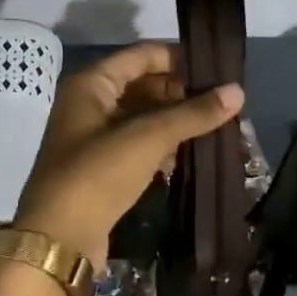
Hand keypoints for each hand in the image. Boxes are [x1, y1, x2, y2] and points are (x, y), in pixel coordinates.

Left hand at [15, 42, 243, 272]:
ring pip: (142, 117)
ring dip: (174, 122)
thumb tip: (238, 91)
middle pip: (143, 85)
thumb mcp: (149, 138)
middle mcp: (89, 104)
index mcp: (91, 84)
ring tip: (215, 127)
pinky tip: (189, 155)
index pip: (142, 55)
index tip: (217, 70)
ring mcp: (93, 138)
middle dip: (181, 94)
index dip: (179, 59)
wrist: (59, 240)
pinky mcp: (101, 168)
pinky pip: (137, 145)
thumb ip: (193, 113)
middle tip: (222, 104)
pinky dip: (161, 146)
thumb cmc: (98, 174)